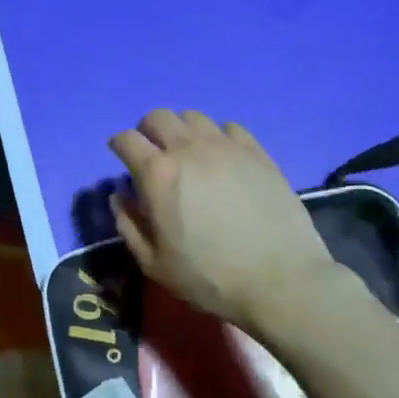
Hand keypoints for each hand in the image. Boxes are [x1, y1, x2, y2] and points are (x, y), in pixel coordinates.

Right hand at [110, 110, 340, 333]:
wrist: (279, 280)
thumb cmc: (209, 277)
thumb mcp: (154, 263)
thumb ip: (129, 224)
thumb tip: (120, 194)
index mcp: (158, 174)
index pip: (126, 139)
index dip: (119, 145)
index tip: (122, 157)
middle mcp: (188, 148)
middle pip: (158, 117)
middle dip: (148, 130)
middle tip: (154, 154)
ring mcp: (226, 146)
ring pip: (194, 117)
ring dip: (182, 130)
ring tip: (189, 153)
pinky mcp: (257, 151)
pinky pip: (229, 127)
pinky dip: (218, 137)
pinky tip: (222, 158)